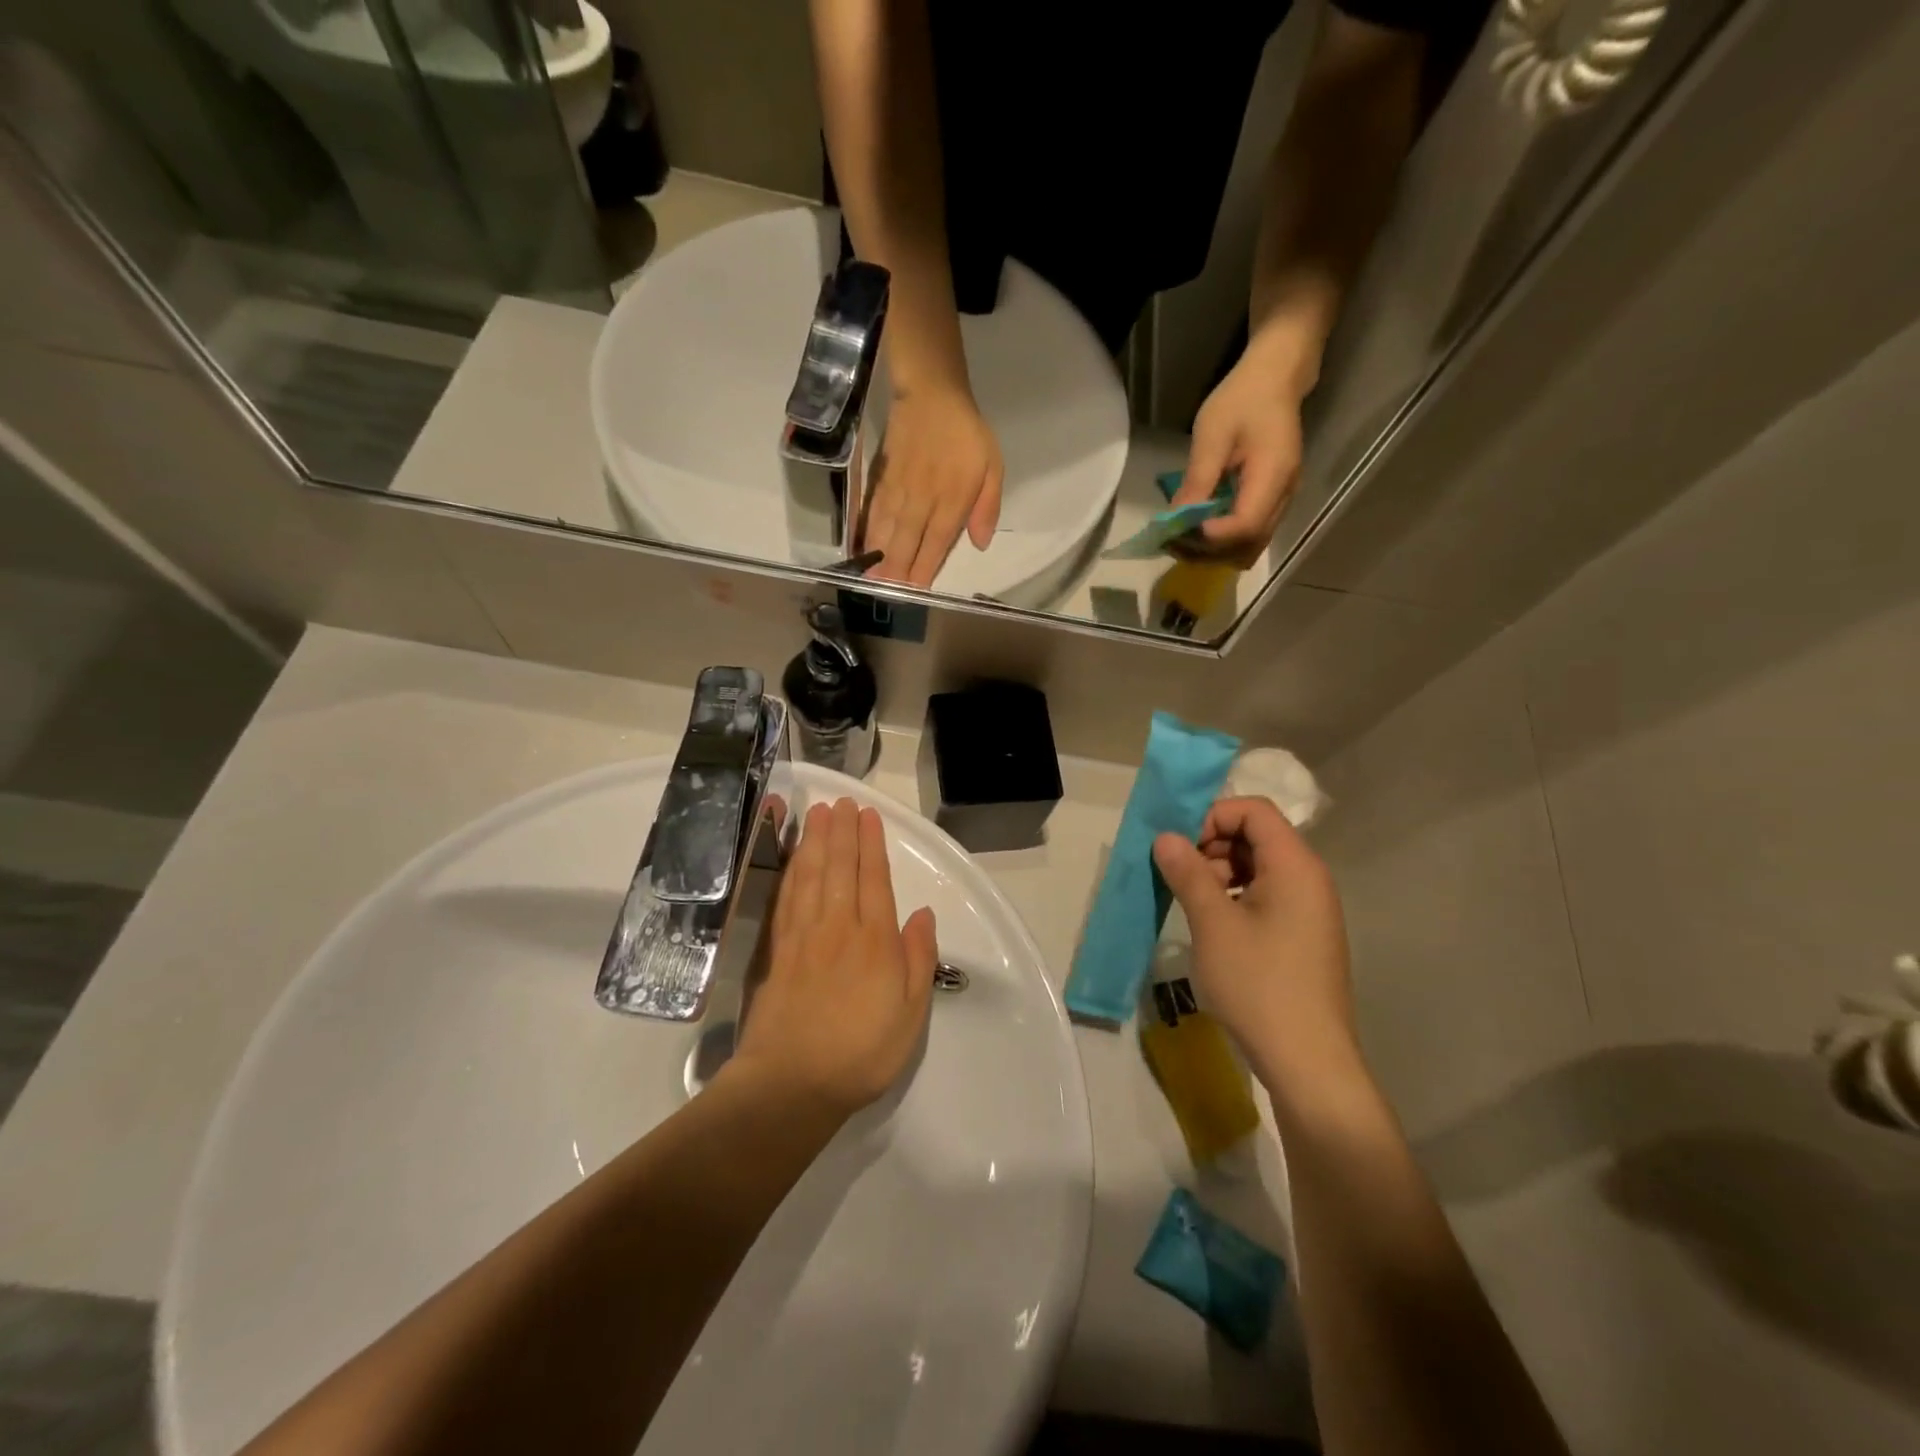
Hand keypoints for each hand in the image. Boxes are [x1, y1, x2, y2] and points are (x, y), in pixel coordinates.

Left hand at [733, 798, 937, 1117]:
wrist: (791, 1084)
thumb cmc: (861, 1052)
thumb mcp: (910, 1014)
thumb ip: (918, 959)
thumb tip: (921, 914)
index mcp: (874, 941)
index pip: (874, 880)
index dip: (871, 845)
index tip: (868, 816)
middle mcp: (837, 928)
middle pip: (840, 868)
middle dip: (842, 831)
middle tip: (842, 801)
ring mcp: (802, 936)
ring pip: (810, 876)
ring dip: (814, 841)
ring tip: (817, 814)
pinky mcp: (776, 950)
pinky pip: (784, 898)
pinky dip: (788, 871)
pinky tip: (791, 857)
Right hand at [862, 384, 1003, 587]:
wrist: (931, 393)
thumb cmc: (966, 433)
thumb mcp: (992, 466)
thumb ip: (987, 506)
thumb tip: (979, 543)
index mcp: (952, 498)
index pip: (937, 541)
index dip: (925, 567)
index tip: (915, 591)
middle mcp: (923, 498)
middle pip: (906, 540)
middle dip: (895, 570)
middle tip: (885, 595)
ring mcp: (899, 489)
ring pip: (886, 528)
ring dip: (878, 556)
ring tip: (869, 581)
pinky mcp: (883, 479)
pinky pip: (874, 511)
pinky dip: (867, 532)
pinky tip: (862, 549)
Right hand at [1151, 796, 1358, 1100]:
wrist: (1307, 1062)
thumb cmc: (1259, 984)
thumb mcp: (1213, 924)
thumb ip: (1188, 873)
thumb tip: (1166, 837)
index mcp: (1295, 866)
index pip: (1254, 811)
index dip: (1212, 817)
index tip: (1180, 847)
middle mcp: (1309, 879)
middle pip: (1257, 836)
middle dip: (1212, 845)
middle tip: (1179, 876)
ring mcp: (1310, 909)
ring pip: (1259, 867)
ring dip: (1220, 873)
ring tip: (1191, 903)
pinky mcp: (1303, 936)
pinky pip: (1266, 895)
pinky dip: (1235, 897)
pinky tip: (1212, 926)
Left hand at [1172, 334, 1311, 567]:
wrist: (1276, 378)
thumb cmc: (1242, 399)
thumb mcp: (1212, 434)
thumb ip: (1197, 480)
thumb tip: (1176, 520)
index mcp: (1274, 475)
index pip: (1245, 526)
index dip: (1211, 537)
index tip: (1179, 531)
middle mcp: (1284, 496)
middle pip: (1248, 546)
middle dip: (1207, 552)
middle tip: (1171, 542)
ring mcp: (1281, 502)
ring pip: (1249, 547)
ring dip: (1213, 552)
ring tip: (1180, 539)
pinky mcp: (1272, 502)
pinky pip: (1248, 536)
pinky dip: (1222, 542)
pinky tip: (1197, 530)